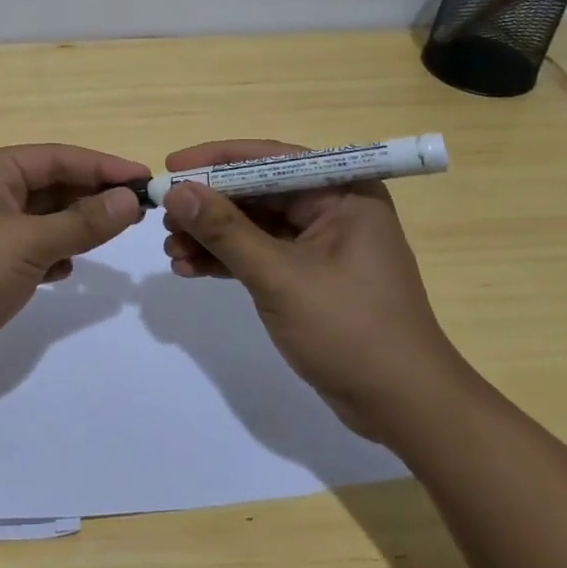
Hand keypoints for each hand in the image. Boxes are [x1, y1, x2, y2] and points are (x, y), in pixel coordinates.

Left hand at [0, 144, 147, 391]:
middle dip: (92, 197)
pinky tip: (68, 270)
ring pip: (43, 219)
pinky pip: (30, 249)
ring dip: (75, 227)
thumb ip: (82, 222)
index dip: (104, 166)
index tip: (146, 179)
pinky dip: (52, 254)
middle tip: (139, 212)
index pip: (59, 157)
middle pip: (52, 185)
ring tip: (113, 237)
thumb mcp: (28, 243)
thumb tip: (129, 199)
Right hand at [160, 139, 473, 443]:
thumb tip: (176, 192)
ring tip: (170, 250)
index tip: (170, 168)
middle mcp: (333, 208)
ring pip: (253, 225)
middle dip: (208, 206)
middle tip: (163, 217)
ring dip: (211, 236)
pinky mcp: (309, 275)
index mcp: (343, 192)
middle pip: (257, 192)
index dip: (216, 161)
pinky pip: (259, 254)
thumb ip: (225, 231)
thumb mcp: (280, 277)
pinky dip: (226, 260)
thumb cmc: (350, 331)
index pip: (270, 159)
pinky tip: (188, 269)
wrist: (403, 408)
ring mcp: (321, 244)